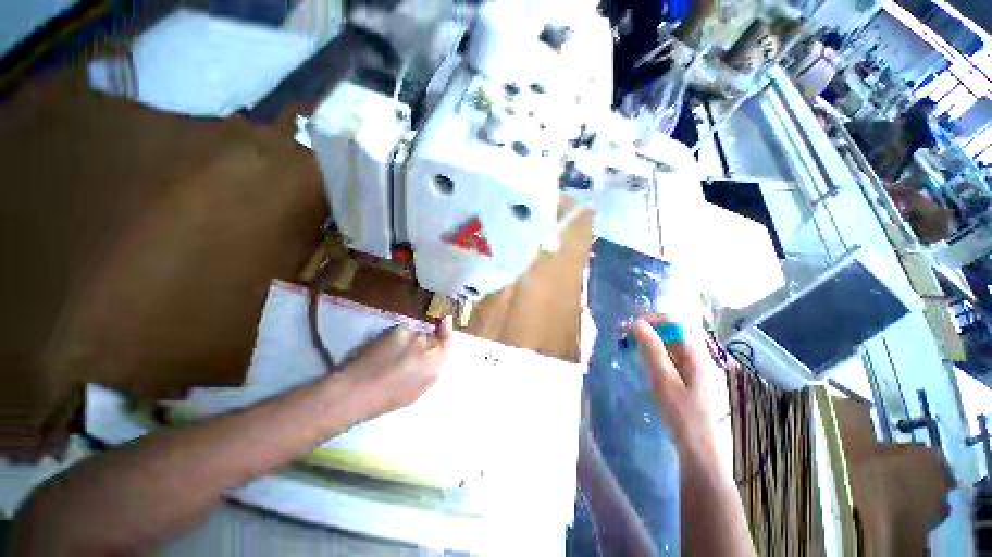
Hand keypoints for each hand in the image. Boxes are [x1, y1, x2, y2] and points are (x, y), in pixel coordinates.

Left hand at [340, 316, 452, 420]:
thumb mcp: (417, 391)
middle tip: (409, 352)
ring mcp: (413, 336)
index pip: (448, 341)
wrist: (358, 390)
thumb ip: (430, 372)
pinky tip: (384, 350)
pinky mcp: (398, 330)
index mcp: (435, 365)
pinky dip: (397, 338)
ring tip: (392, 354)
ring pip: (416, 333)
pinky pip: (403, 331)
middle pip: (432, 336)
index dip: (447, 330)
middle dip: (425, 341)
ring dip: (410, 340)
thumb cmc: (387, 398)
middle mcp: (428, 346)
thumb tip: (434, 358)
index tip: (446, 320)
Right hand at [631, 318, 713, 455]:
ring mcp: (692, 367)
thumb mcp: (663, 378)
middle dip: (647, 330)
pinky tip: (641, 361)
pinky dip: (652, 354)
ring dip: (648, 341)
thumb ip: (651, 348)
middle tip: (624, 336)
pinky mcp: (686, 377)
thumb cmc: (681, 413)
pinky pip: (668, 356)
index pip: (673, 323)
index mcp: (695, 353)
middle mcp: (696, 355)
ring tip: (628, 346)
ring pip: (668, 344)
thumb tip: (636, 322)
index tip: (628, 326)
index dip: (650, 320)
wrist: (697, 448)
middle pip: (671, 332)